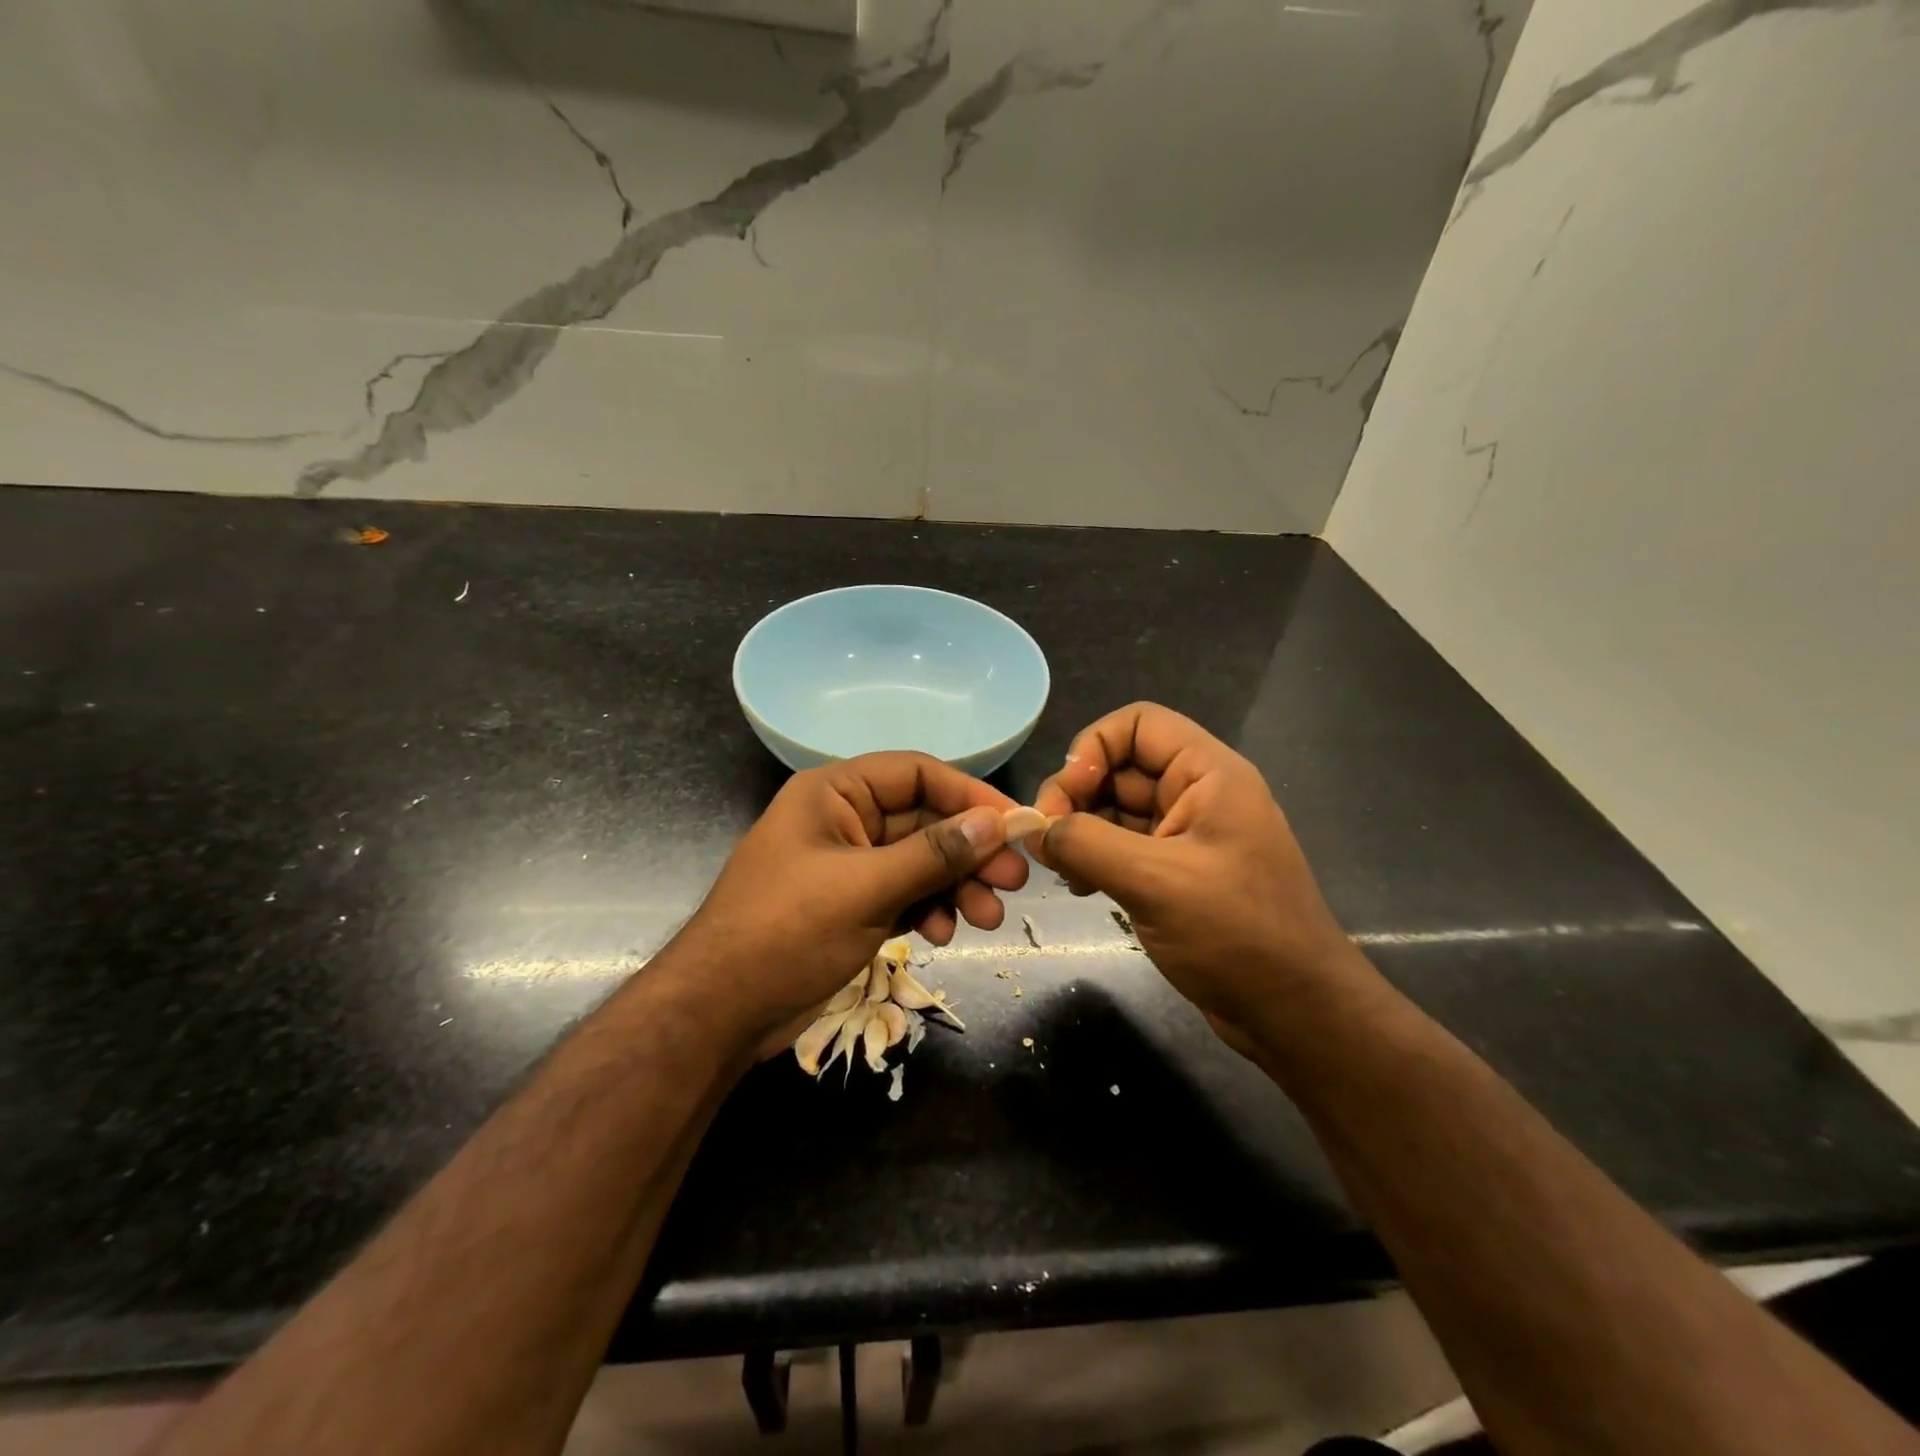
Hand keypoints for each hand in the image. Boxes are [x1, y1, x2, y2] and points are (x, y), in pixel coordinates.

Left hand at [676, 753, 1030, 1052]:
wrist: (718, 1014)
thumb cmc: (786, 933)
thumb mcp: (865, 889)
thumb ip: (933, 854)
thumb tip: (996, 822)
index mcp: (835, 793)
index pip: (916, 773)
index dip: (969, 794)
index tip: (1014, 824)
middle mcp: (844, 820)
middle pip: (924, 820)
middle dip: (968, 851)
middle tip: (1014, 881)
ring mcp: (848, 865)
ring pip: (919, 861)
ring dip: (956, 886)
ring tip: (987, 918)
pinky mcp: (851, 905)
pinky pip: (904, 893)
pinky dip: (927, 909)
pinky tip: (942, 934)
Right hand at [1030, 703, 1359, 1050]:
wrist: (1296, 1014)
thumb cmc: (1237, 936)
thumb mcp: (1155, 882)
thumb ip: (1087, 844)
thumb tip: (1034, 829)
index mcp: (1208, 774)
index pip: (1137, 724)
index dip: (1092, 749)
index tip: (1064, 800)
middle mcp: (1197, 794)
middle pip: (1120, 766)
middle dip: (1076, 796)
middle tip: (1046, 842)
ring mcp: (1187, 835)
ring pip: (1116, 808)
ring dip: (1080, 831)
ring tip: (1060, 869)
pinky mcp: (1176, 873)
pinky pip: (1123, 846)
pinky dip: (1094, 858)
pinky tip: (1079, 887)